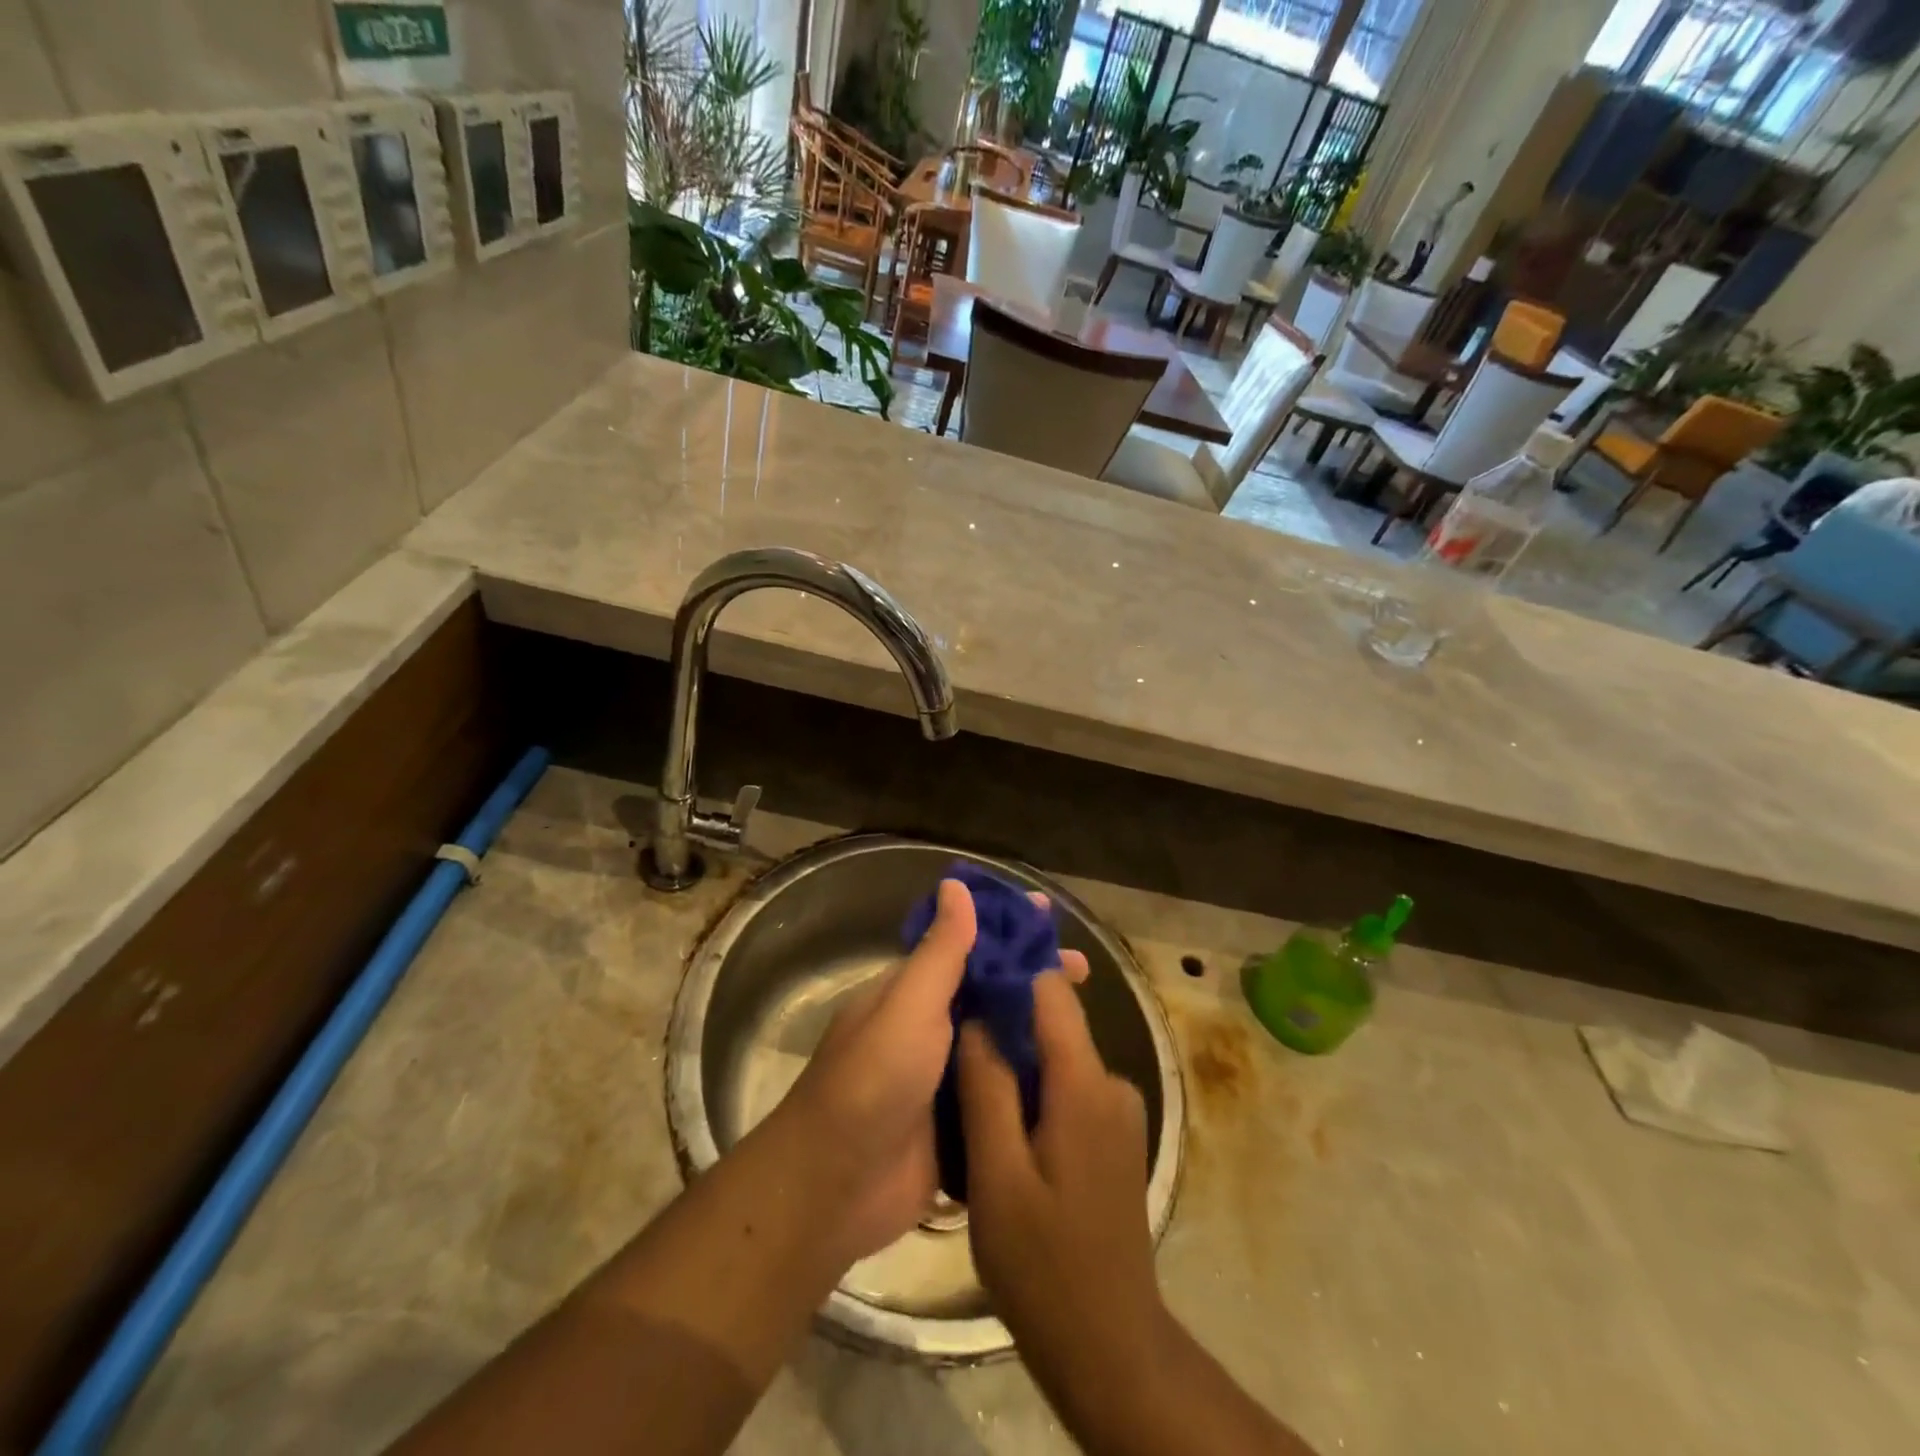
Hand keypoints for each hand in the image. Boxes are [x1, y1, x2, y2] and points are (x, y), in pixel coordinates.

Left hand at [787, 879, 1087, 1261]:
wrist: (835, 1189)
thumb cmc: (872, 1081)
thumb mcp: (908, 1005)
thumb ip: (939, 952)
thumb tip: (955, 885)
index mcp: (911, 994)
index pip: (965, 948)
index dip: (1004, 930)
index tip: (1046, 916)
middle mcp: (928, 1030)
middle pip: (988, 994)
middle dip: (1030, 979)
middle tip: (1084, 972)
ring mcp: (943, 1080)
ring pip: (998, 1043)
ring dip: (1036, 1030)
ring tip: (1088, 1022)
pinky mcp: (958, 1127)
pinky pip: (1000, 1095)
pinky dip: (1030, 1084)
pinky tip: (1072, 1080)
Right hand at [957, 972, 1164, 1366]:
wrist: (1110, 1347)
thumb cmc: (1045, 1266)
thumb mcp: (998, 1178)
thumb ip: (987, 1089)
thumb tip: (974, 1018)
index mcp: (1086, 1084)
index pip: (1050, 992)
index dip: (1009, 969)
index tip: (966, 963)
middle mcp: (1111, 1083)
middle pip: (1053, 1022)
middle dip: (1003, 1018)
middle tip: (947, 1027)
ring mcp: (1117, 1111)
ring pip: (1056, 1057)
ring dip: (1013, 1059)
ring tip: (962, 1073)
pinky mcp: (1112, 1135)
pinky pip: (1066, 1088)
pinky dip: (1032, 1088)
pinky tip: (996, 1116)